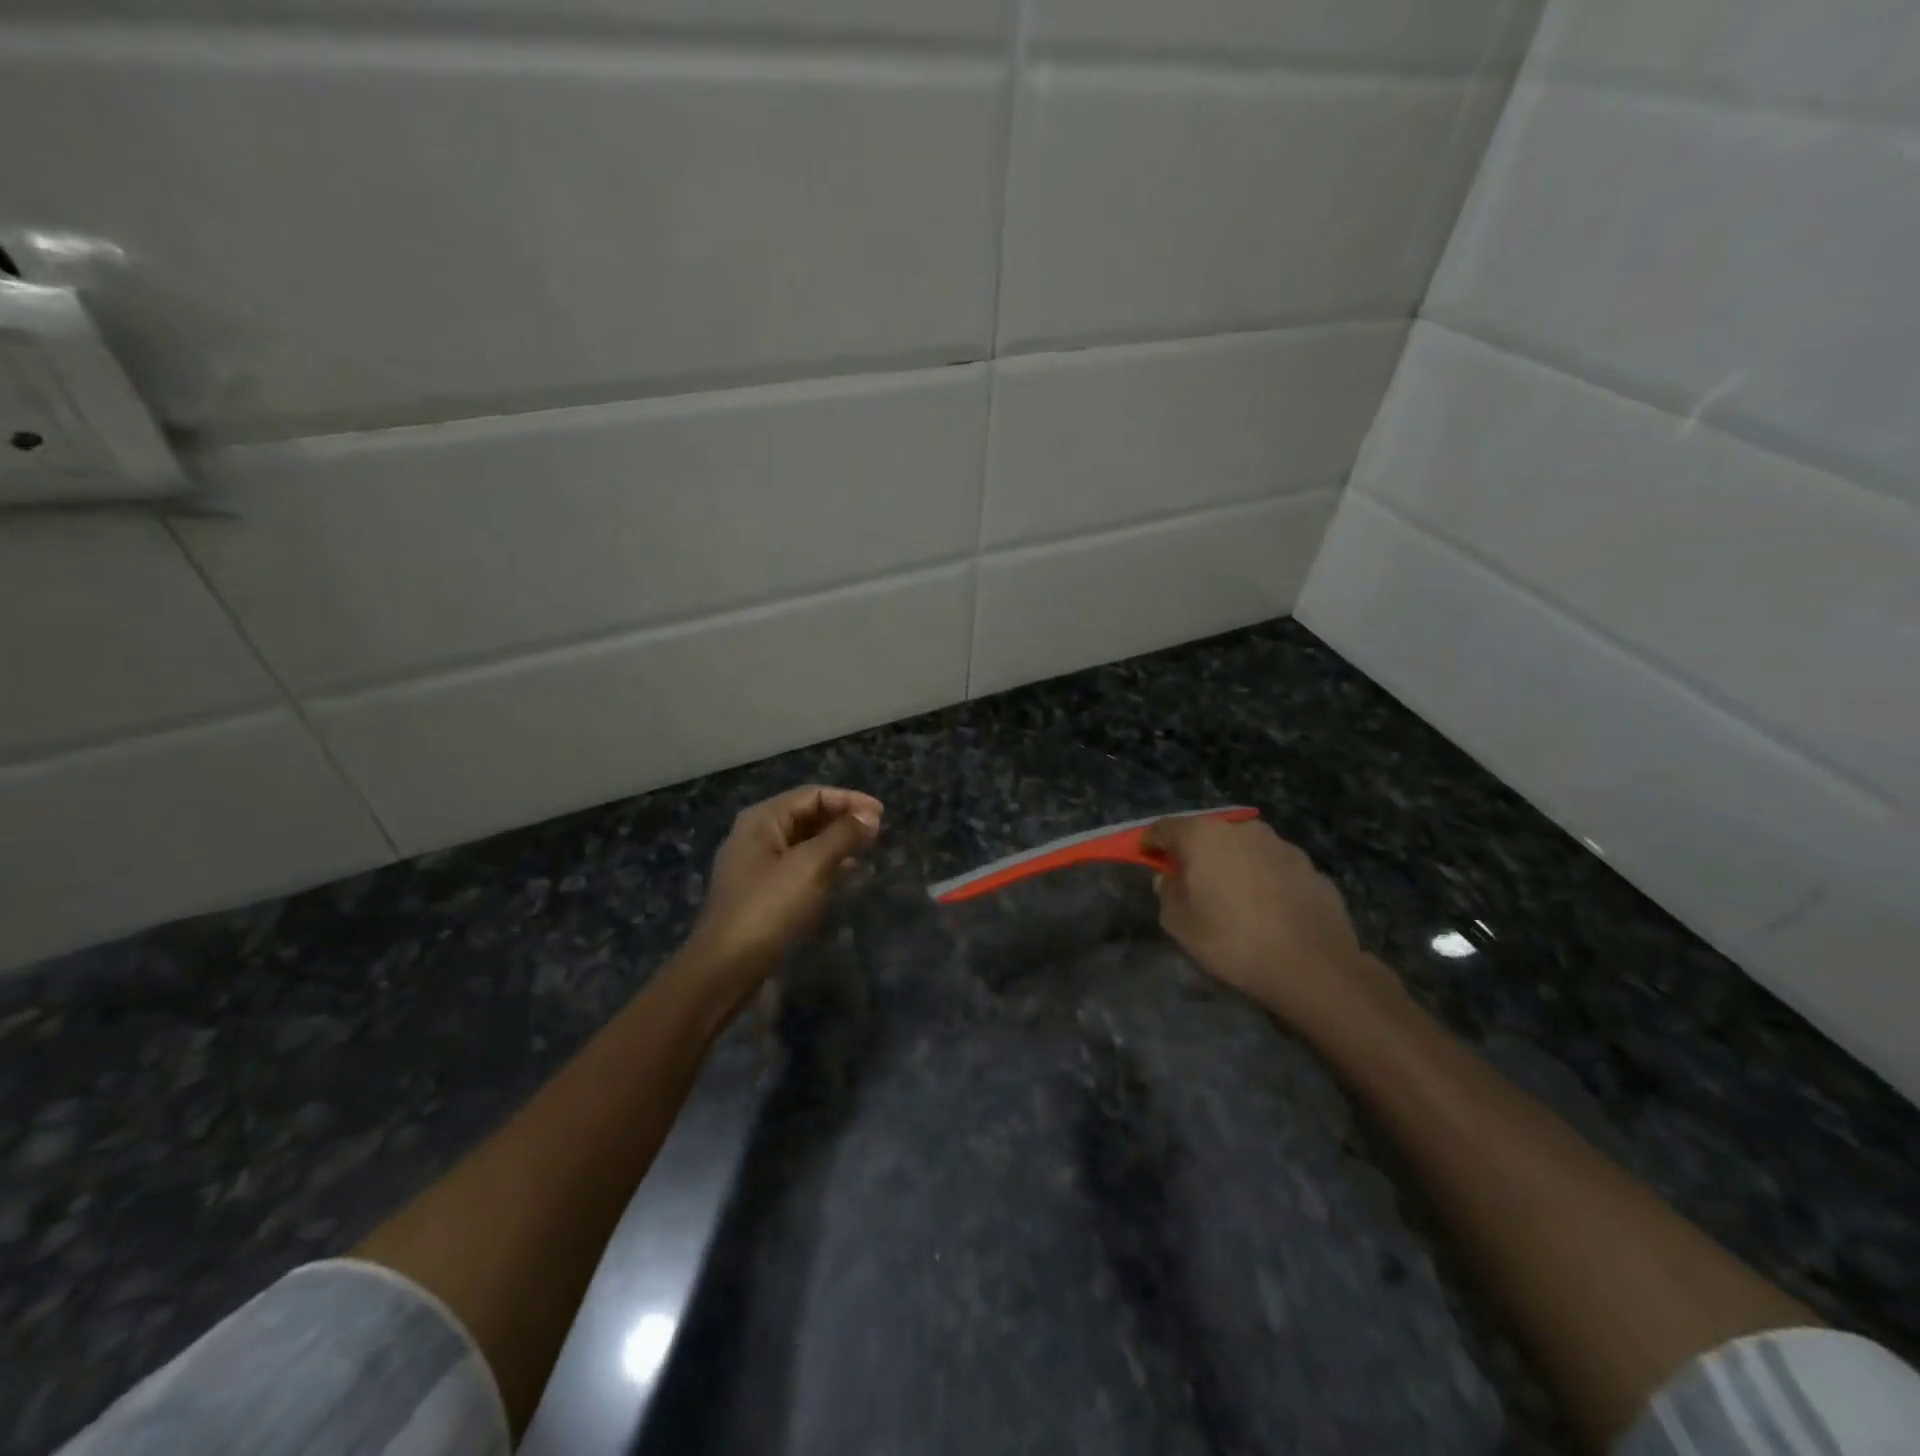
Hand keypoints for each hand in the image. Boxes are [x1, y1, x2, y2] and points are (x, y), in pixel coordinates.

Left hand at [685, 786, 882, 995]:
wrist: (725, 968)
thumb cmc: (768, 908)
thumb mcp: (810, 866)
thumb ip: (842, 836)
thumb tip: (870, 815)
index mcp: (762, 820)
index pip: (813, 795)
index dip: (849, 800)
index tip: (882, 814)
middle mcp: (756, 836)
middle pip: (807, 815)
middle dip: (842, 820)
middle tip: (877, 831)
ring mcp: (757, 866)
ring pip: (804, 842)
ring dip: (836, 842)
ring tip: (867, 850)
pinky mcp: (762, 893)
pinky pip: (799, 867)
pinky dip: (824, 865)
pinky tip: (845, 875)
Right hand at [1143, 815, 1402, 1038]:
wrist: (1312, 965)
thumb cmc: (1231, 940)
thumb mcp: (1179, 924)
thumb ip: (1167, 893)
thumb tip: (1170, 878)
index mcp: (1201, 835)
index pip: (1163, 828)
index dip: (1150, 843)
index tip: (1147, 859)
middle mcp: (1240, 829)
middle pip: (1206, 833)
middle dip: (1194, 852)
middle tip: (1190, 880)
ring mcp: (1279, 843)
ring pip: (1242, 847)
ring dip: (1231, 863)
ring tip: (1233, 896)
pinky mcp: (1308, 864)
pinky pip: (1271, 865)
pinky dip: (1262, 878)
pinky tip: (1266, 908)